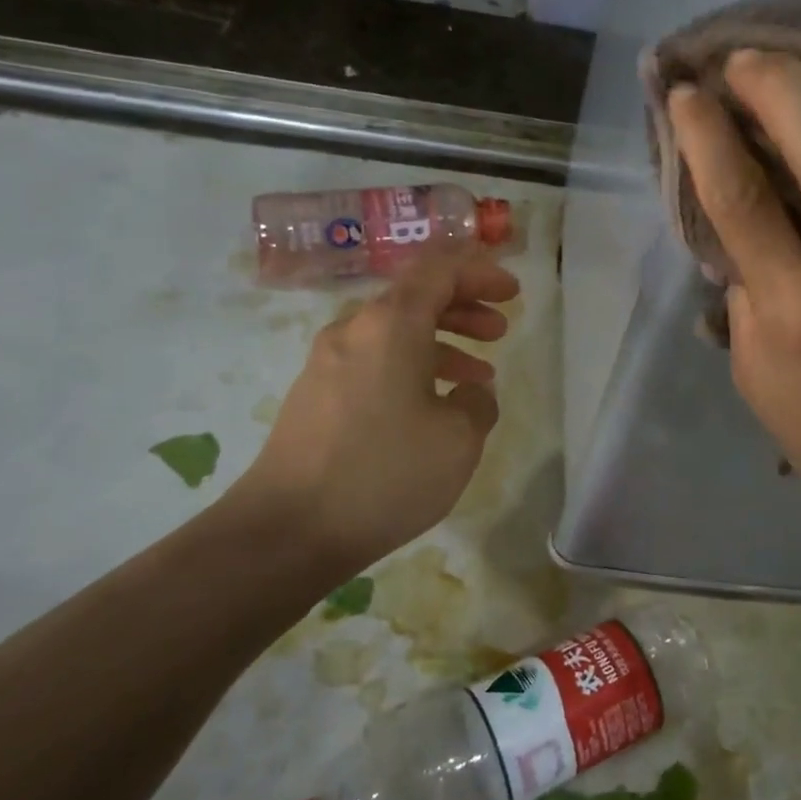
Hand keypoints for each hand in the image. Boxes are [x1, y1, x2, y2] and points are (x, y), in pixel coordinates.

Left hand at [219, 252, 518, 580]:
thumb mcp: (458, 439)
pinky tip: (431, 405)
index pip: (439, 270)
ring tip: (478, 375)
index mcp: (390, 324)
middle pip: (414, 298)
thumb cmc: (384, 473)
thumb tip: (470, 392)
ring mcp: (326, 362)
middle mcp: (353, 330)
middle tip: (499, 330)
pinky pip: (373, 362)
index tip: (512, 292)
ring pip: (394, 333)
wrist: (288, 529)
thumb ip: (478, 403)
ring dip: (440, 343)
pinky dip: (410, 368)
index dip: (480, 273)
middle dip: (463, 308)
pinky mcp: (315, 395)